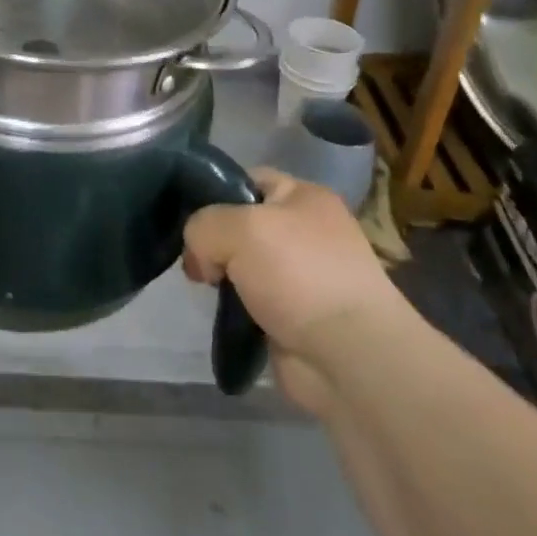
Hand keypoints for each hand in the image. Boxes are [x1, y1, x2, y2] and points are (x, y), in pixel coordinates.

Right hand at [182, 170, 410, 414]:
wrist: (349, 356)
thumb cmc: (298, 274)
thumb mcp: (237, 228)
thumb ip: (203, 225)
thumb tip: (201, 258)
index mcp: (304, 197)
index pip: (247, 179)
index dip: (214, 192)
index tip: (187, 216)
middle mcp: (306, 230)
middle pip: (241, 223)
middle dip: (213, 241)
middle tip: (196, 262)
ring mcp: (303, 275)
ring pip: (243, 264)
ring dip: (223, 277)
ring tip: (208, 289)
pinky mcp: (296, 316)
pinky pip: (252, 301)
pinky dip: (236, 308)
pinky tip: (226, 315)